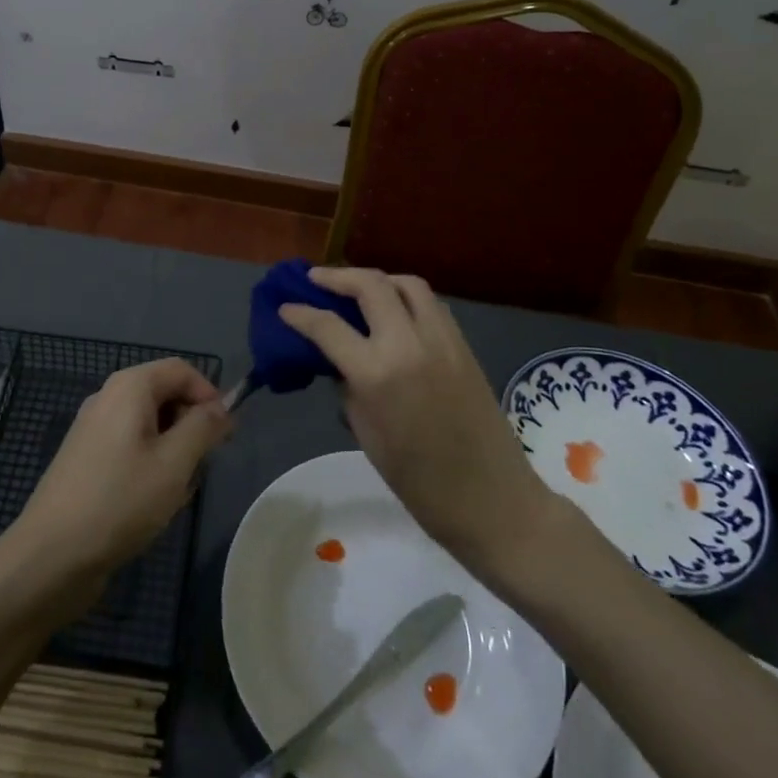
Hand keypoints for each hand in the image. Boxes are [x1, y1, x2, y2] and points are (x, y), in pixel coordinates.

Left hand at [6, 359, 232, 607]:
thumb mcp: (174, 463)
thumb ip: (203, 427)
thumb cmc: (119, 501)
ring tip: (175, 492)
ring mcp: (94, 430)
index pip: (181, 370)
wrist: (50, 557)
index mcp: (129, 387)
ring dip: (172, 451)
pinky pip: (131, 447)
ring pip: (150, 425)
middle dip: (191, 425)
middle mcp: (108, 399)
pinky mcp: (87, 460)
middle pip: (165, 394)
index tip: (225, 435)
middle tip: (201, 467)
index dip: (209, 395)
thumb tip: (222, 407)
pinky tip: (152, 503)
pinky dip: (150, 466)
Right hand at [280, 267, 559, 565]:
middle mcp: (409, 344)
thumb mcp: (367, 435)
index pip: (329, 327)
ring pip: (406, 284)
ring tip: (356, 288)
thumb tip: (339, 361)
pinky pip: (430, 304)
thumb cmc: (420, 483)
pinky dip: (405, 296)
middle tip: (315, 280)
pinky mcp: (463, 344)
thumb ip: (349, 388)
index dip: (300, 314)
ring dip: (376, 279)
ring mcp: (442, 339)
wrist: (493, 500)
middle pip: (370, 286)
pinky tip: (393, 310)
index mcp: (378, 374)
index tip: (284, 307)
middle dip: (337, 276)